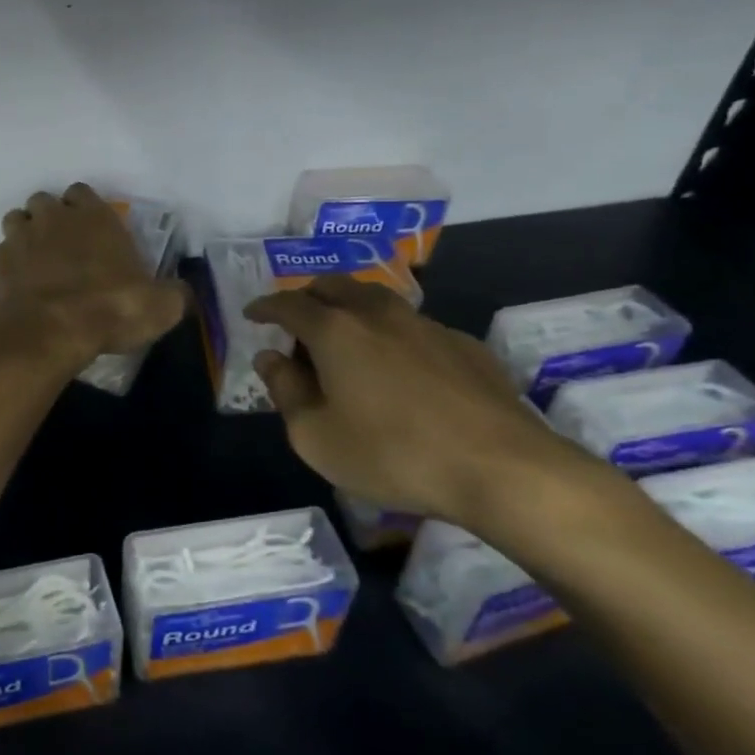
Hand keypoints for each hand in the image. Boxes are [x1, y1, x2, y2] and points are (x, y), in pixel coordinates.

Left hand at [0, 184, 186, 375]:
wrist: (49, 333)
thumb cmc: (110, 309)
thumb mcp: (161, 306)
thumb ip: (173, 293)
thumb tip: (181, 292)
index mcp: (93, 216)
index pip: (83, 192)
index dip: (85, 209)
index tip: (92, 232)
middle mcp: (52, 217)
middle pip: (45, 202)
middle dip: (51, 218)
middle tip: (63, 249)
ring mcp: (18, 237)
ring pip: (16, 220)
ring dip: (25, 235)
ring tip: (37, 263)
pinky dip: (7, 266)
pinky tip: (17, 287)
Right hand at [244, 275, 603, 532]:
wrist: (503, 468)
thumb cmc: (392, 454)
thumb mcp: (315, 437)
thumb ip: (285, 391)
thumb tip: (270, 358)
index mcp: (335, 331)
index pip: (288, 303)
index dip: (265, 306)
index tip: (252, 315)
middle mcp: (377, 314)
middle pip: (334, 286)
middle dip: (308, 298)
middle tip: (298, 326)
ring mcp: (426, 325)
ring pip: (376, 300)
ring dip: (351, 311)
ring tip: (347, 343)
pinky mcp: (464, 345)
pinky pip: (413, 327)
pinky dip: (392, 336)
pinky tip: (401, 371)